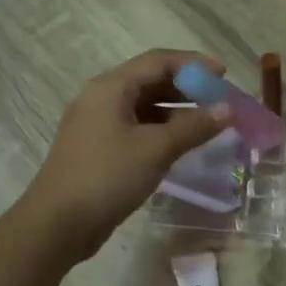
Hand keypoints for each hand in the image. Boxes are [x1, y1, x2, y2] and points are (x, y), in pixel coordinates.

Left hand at [21, 50, 230, 260]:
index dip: (194, 64)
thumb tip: (227, 109)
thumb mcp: (156, 149)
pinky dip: (161, 130)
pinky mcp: (99, 148)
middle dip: (187, 88)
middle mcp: (102, 98)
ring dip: (176, 111)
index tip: (224, 75)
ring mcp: (98, 124)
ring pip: (144, 106)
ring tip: (206, 124)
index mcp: (111, 87)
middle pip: (150, 81)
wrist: (58, 223)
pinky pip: (136, 127)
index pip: (158, 61)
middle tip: (219, 102)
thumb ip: (194, 126)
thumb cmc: (107, 177)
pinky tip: (180, 145)